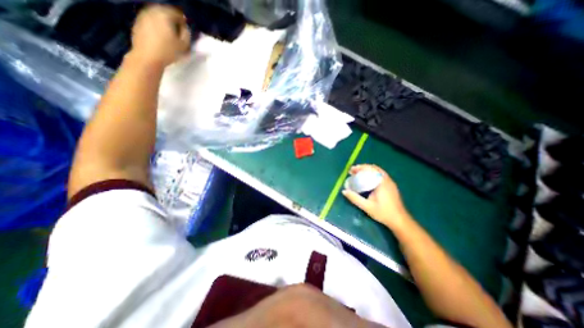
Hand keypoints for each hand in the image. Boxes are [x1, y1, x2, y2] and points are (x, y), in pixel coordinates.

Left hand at [128, 4, 190, 66]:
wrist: (147, 57)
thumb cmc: (168, 52)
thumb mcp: (184, 45)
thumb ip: (186, 34)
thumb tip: (184, 28)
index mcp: (165, 15)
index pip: (177, 13)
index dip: (183, 21)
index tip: (186, 29)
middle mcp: (152, 11)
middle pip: (165, 12)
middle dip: (173, 20)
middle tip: (178, 31)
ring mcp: (143, 16)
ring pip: (157, 16)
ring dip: (164, 23)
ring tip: (170, 34)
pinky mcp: (138, 23)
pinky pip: (150, 21)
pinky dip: (156, 26)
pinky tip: (160, 37)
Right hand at [343, 165, 409, 228]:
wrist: (400, 220)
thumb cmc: (383, 213)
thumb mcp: (367, 206)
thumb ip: (355, 198)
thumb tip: (344, 191)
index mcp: (382, 182)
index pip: (370, 169)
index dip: (360, 167)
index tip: (351, 170)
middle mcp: (387, 180)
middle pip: (374, 168)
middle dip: (363, 168)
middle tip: (353, 171)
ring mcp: (390, 182)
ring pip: (378, 171)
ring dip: (368, 170)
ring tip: (358, 174)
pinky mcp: (391, 186)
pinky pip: (380, 175)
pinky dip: (372, 174)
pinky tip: (367, 180)